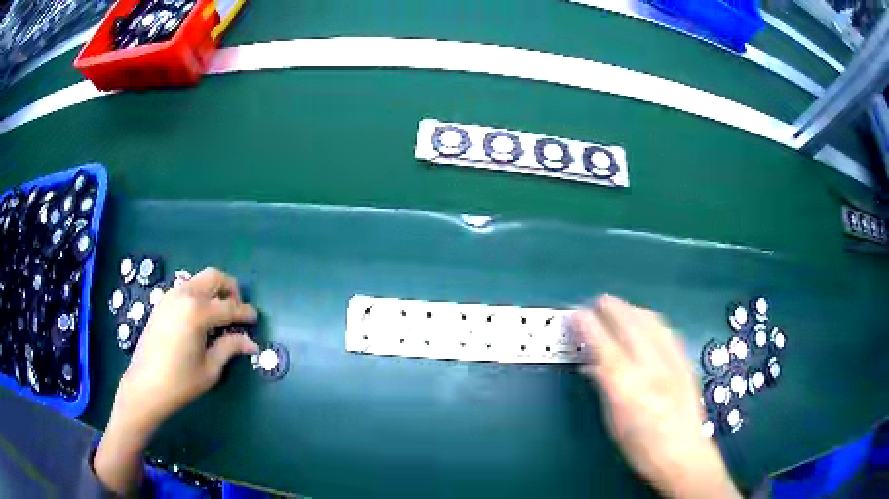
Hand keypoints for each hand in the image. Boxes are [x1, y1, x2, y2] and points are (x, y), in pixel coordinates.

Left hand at [94, 267, 258, 492]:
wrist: (144, 386)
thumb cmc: (179, 382)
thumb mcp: (210, 369)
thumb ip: (230, 347)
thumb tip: (251, 343)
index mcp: (197, 312)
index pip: (229, 307)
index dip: (246, 313)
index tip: (256, 319)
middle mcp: (184, 296)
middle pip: (214, 277)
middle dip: (231, 289)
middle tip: (237, 311)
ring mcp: (170, 296)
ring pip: (199, 280)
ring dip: (214, 291)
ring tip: (220, 315)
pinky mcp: (162, 303)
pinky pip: (186, 289)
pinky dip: (199, 296)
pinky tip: (200, 319)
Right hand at [572, 296, 740, 498]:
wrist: (683, 453)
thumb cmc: (641, 446)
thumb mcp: (614, 422)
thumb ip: (604, 387)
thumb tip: (591, 364)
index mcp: (629, 388)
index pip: (604, 346)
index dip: (589, 325)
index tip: (578, 314)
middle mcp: (652, 368)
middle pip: (630, 324)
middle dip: (611, 307)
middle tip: (596, 302)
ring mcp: (673, 362)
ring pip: (651, 321)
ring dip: (631, 309)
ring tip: (619, 308)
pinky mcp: (685, 361)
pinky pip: (666, 329)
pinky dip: (651, 319)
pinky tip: (646, 322)